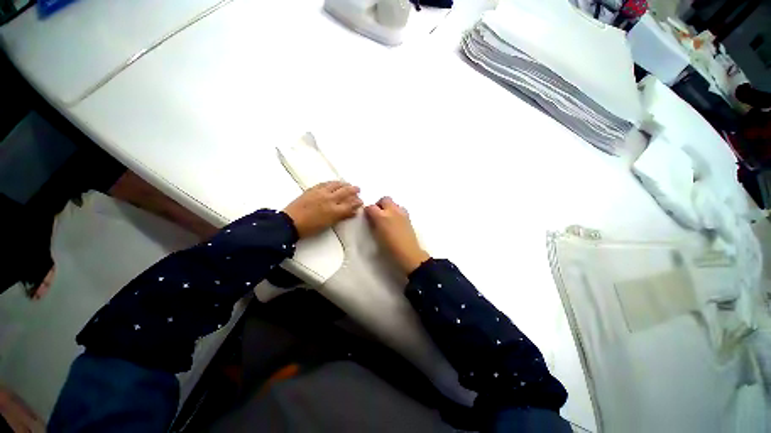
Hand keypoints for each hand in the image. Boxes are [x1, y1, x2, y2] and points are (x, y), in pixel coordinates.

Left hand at [284, 181, 362, 237]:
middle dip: (353, 190)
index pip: (350, 204)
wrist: (290, 222)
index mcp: (334, 210)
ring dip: (344, 184)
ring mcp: (321, 192)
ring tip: (348, 184)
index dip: (357, 202)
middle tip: (358, 189)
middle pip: (345, 192)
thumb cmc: (311, 227)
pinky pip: (325, 183)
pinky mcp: (313, 189)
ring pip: (336, 185)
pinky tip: (335, 182)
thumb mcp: (329, 224)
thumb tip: (354, 212)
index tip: (361, 201)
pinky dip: (332, 182)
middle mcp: (330, 199)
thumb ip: (342, 216)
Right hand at [365, 197, 429, 273]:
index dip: (368, 211)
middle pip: (384, 199)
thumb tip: (371, 219)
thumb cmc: (390, 248)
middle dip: (379, 204)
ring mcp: (402, 213)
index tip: (367, 216)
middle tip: (377, 214)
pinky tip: (395, 221)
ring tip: (387, 217)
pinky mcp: (408, 217)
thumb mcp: (377, 236)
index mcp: (381, 217)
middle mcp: (392, 211)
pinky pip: (400, 209)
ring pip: (393, 203)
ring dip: (389, 207)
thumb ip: (373, 224)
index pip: (371, 207)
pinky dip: (396, 211)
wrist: (408, 253)